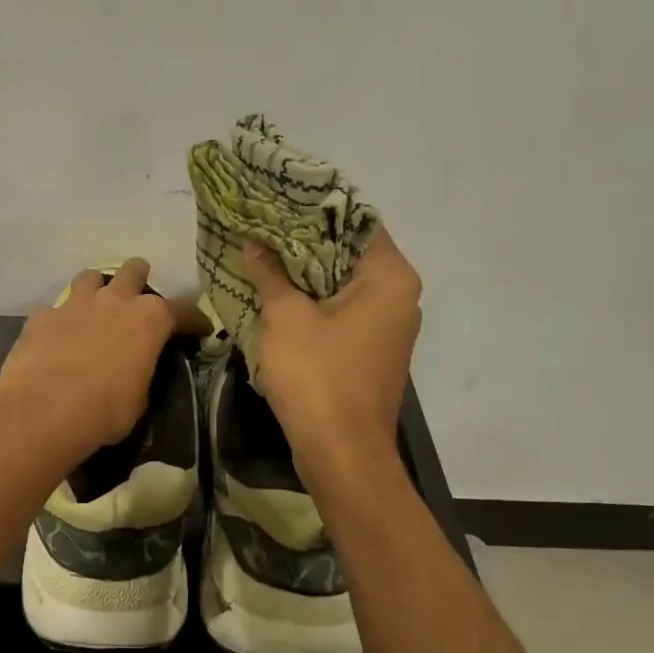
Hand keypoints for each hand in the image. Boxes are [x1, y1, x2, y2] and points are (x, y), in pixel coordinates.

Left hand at [0, 258, 197, 465]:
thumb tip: (134, 374)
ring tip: (96, 307)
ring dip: (97, 289)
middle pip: (133, 271)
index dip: (194, 320)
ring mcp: (75, 304)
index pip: (183, 310)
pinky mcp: (42, 316)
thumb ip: (141, 375)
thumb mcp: (139, 400)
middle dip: (140, 279)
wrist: (44, 410)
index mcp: (149, 320)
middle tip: (138, 299)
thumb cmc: (104, 410)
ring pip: (90, 277)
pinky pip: (55, 310)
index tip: (201, 329)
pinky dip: (61, 321)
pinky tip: (58, 339)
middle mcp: (115, 300)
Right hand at [243, 231, 422, 476]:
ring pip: (343, 286)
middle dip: (304, 242)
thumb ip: (271, 274)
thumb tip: (254, 242)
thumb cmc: (318, 377)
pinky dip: (314, 303)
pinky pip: (342, 313)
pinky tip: (277, 296)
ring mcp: (388, 328)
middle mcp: (399, 297)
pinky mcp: (372, 353)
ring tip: (263, 255)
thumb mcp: (286, 318)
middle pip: (349, 254)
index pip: (355, 221)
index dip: (314, 209)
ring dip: (306, 274)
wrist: (341, 453)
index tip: (277, 199)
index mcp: (389, 277)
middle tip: (262, 226)